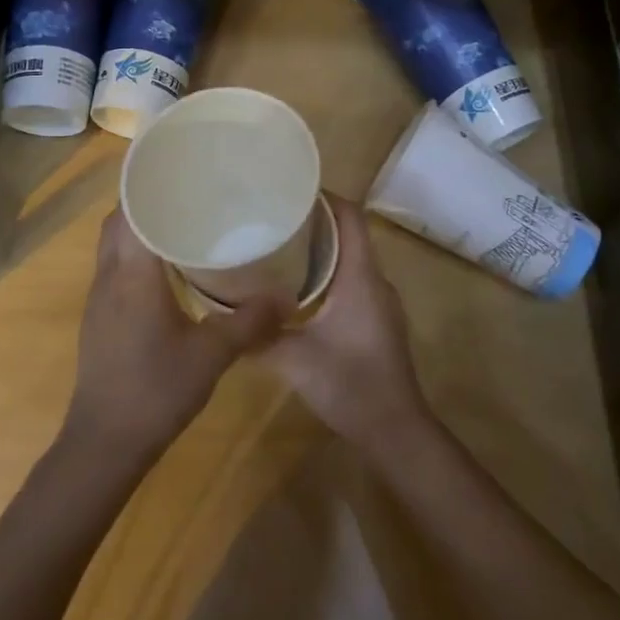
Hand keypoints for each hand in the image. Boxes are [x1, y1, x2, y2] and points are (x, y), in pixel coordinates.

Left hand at [63, 209, 283, 466]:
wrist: (105, 442)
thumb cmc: (155, 390)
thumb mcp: (211, 355)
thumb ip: (249, 322)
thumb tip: (286, 297)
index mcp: (132, 274)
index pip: (130, 210)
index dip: (148, 184)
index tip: (177, 166)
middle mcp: (108, 276)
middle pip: (118, 221)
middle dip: (146, 201)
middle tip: (188, 192)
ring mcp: (99, 297)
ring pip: (114, 244)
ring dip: (139, 227)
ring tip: (182, 221)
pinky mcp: (99, 316)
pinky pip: (115, 267)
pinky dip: (136, 253)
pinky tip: (167, 267)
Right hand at [261, 195, 432, 450]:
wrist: (396, 431)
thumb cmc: (350, 385)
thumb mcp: (295, 360)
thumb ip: (259, 336)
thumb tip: (224, 316)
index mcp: (361, 277)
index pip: (351, 217)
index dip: (326, 196)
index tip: (291, 189)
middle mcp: (375, 281)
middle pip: (349, 232)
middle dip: (315, 219)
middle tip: (273, 215)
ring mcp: (379, 301)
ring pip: (350, 257)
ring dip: (320, 247)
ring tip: (279, 244)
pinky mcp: (376, 319)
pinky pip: (352, 279)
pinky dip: (327, 271)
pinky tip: (296, 287)